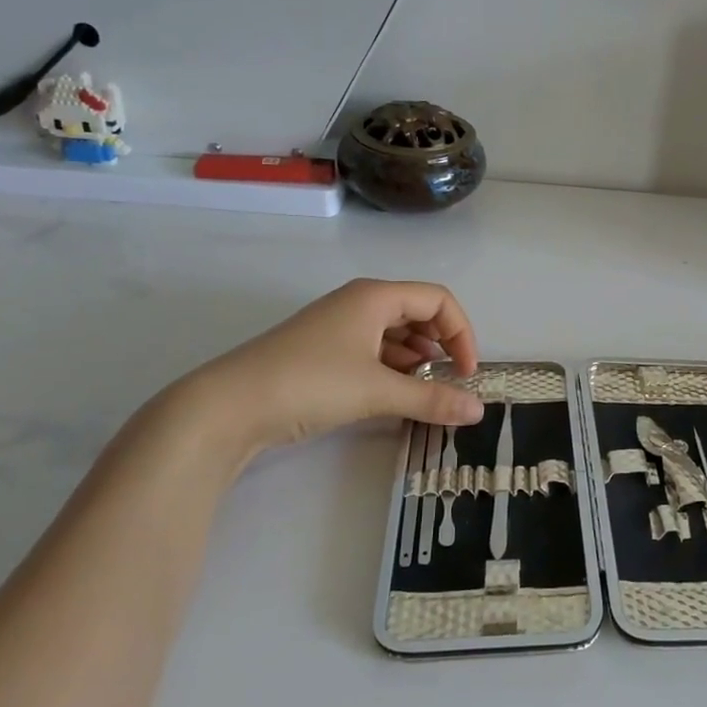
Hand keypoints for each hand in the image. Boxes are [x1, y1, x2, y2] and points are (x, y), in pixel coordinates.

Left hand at [174, 279, 485, 457]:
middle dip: (440, 345)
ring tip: (422, 392)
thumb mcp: (378, 391)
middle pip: (417, 312)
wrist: (227, 406)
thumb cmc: (311, 383)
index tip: (466, 373)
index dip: (461, 332)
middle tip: (448, 382)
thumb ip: (432, 399)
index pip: (438, 299)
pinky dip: (391, 369)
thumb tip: (479, 410)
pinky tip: (392, 395)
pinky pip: (371, 350)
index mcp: (375, 296)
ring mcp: (337, 326)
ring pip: (394, 333)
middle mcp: (358, 302)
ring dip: (416, 360)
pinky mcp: (321, 351)